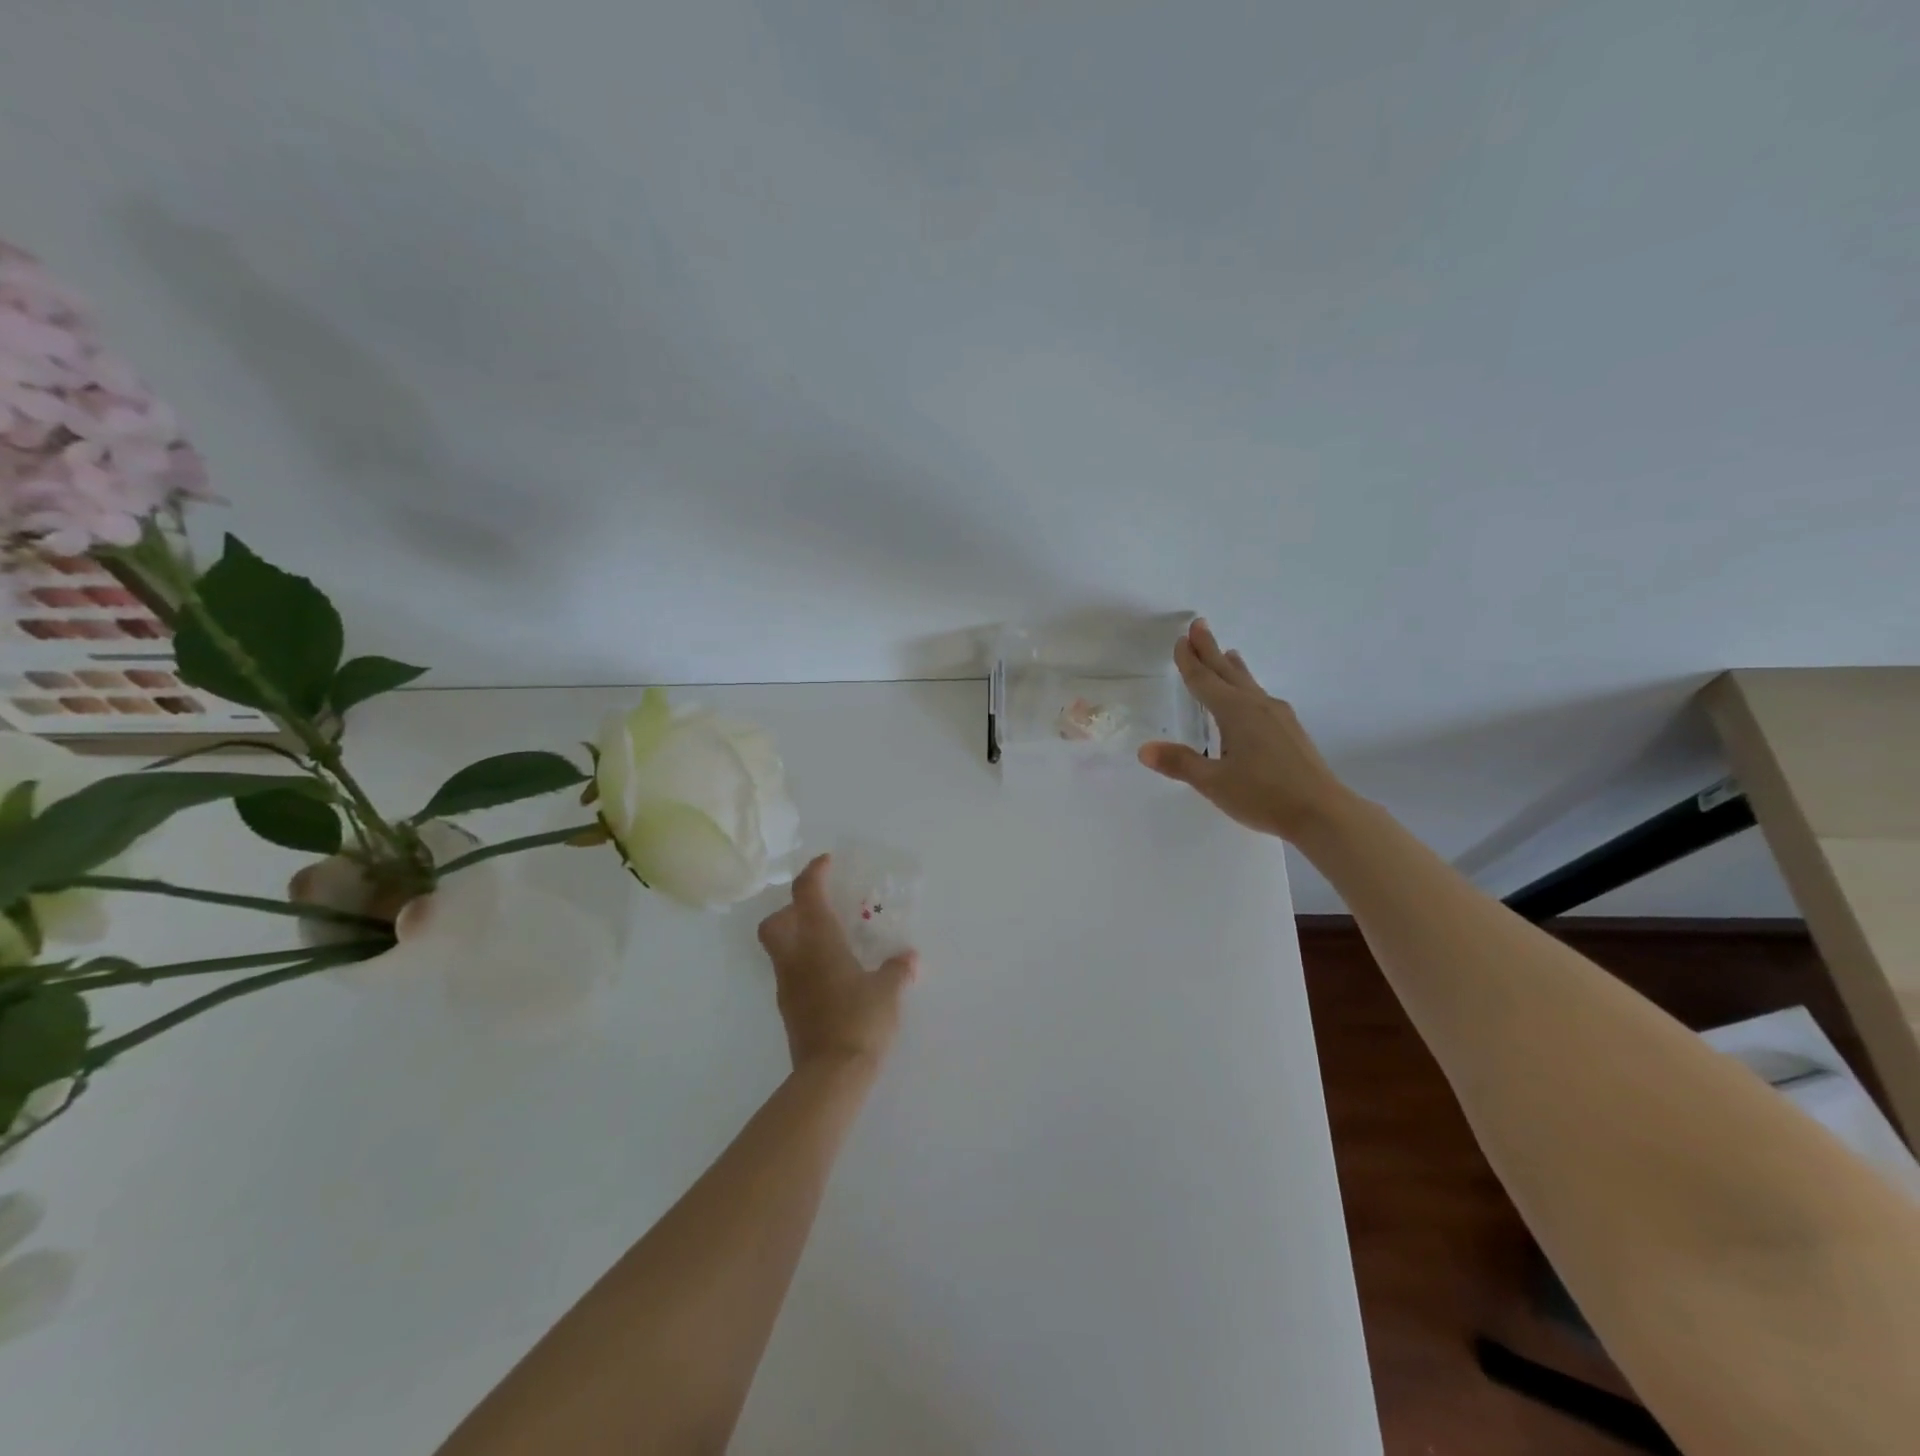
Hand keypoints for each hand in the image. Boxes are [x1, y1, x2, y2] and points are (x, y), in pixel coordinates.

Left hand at [757, 855, 917, 1073]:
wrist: (831, 1076)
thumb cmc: (861, 1020)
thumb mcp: (888, 992)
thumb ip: (897, 970)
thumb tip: (909, 958)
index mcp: (819, 943)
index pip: (806, 894)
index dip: (814, 873)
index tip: (826, 862)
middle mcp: (796, 959)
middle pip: (775, 922)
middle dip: (791, 910)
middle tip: (820, 910)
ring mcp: (789, 987)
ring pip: (781, 950)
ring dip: (800, 938)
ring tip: (834, 944)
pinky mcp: (791, 1011)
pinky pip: (793, 975)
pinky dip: (808, 966)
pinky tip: (835, 977)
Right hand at [1138, 619, 1354, 841]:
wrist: (1323, 812)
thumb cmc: (1264, 795)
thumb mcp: (1214, 783)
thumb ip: (1180, 763)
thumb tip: (1144, 750)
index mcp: (1235, 713)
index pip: (1204, 681)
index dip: (1189, 662)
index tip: (1180, 640)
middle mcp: (1257, 706)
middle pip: (1227, 672)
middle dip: (1209, 650)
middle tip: (1199, 625)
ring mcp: (1278, 716)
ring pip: (1248, 683)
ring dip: (1232, 666)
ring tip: (1228, 653)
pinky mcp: (1290, 730)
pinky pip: (1260, 696)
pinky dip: (1247, 685)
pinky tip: (1251, 697)